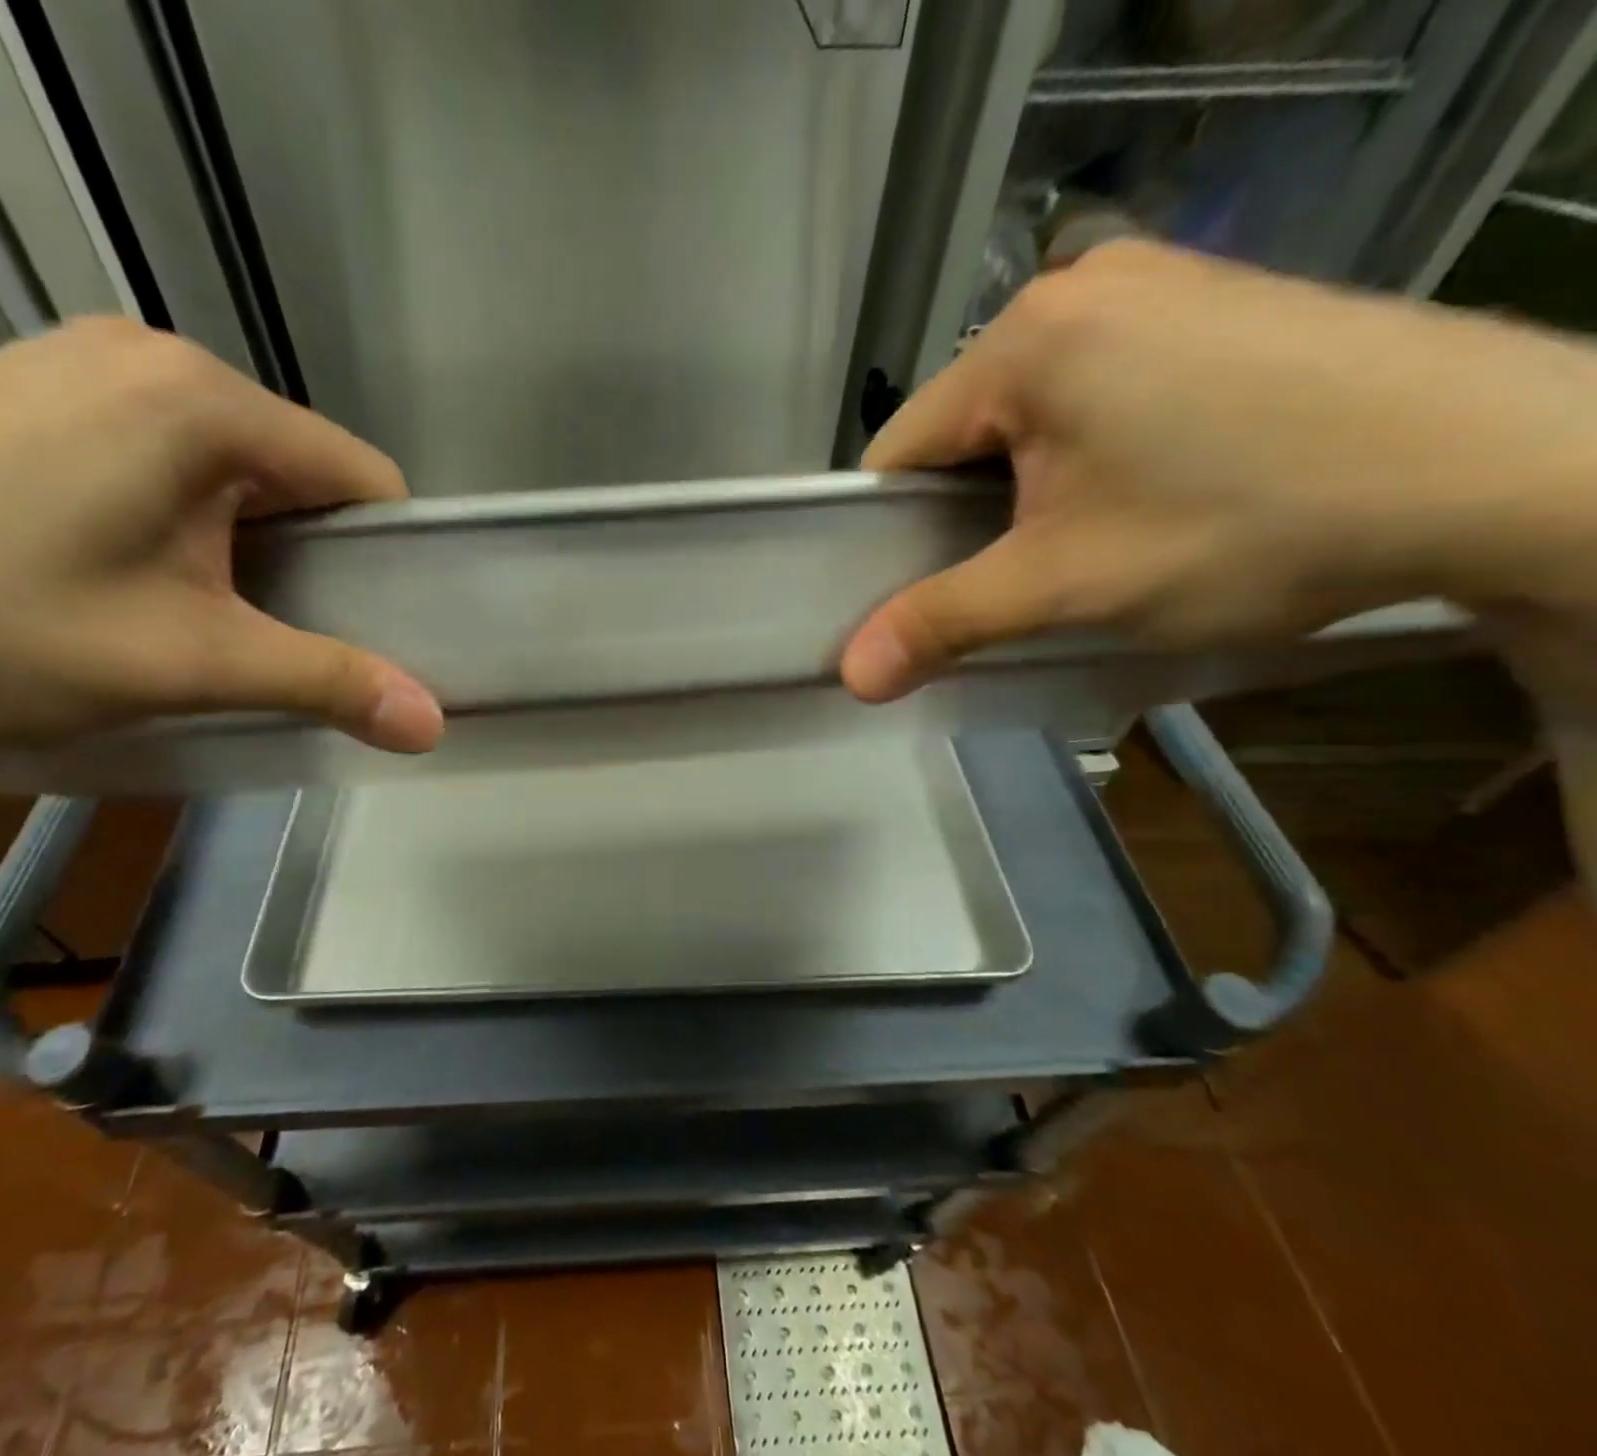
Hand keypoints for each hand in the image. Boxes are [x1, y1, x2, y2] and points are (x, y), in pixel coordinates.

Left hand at [0, 317, 443, 748]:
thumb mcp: (181, 663)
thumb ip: (324, 681)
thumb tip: (432, 723)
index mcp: (206, 402)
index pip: (362, 476)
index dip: (386, 557)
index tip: (373, 626)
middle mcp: (155, 356)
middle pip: (298, 468)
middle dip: (310, 556)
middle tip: (281, 636)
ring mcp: (85, 361)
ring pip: (231, 464)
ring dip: (245, 542)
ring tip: (204, 613)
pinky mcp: (33, 384)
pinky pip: (164, 451)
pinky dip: (184, 516)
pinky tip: (133, 571)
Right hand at [839, 240, 1596, 701]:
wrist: (1510, 468)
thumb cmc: (1249, 523)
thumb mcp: (1068, 586)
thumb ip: (943, 621)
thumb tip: (851, 675)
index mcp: (1023, 340)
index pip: (899, 452)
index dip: (892, 534)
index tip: (918, 594)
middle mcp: (1076, 289)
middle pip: (964, 432)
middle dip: (969, 514)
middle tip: (1012, 580)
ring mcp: (1152, 285)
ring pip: (1029, 415)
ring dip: (1029, 489)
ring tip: (1082, 543)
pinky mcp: (1208, 303)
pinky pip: (1095, 390)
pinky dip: (1087, 453)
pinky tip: (1142, 493)